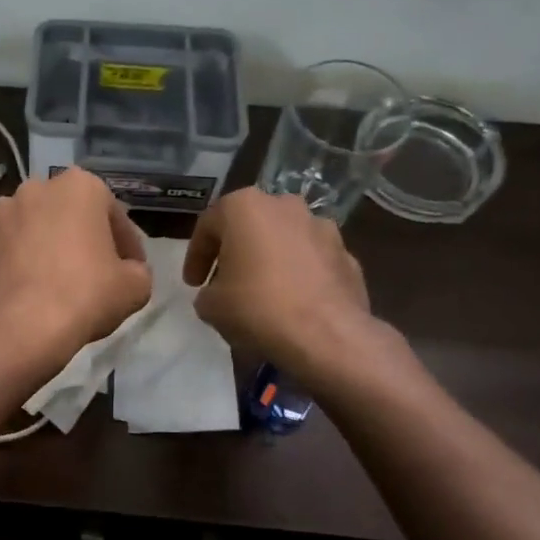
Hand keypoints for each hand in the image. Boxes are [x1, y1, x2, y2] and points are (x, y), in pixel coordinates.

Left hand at [0, 168, 151, 388]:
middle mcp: (33, 188)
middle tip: (88, 275)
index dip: (125, 244)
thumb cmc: (83, 297)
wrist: (16, 328)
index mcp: (79, 187)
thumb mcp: (134, 288)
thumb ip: (137, 271)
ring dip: (38, 248)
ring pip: (26, 228)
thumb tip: (127, 273)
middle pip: (65, 215)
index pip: (112, 214)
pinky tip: (16, 291)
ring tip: (47, 284)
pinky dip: (5, 265)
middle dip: (76, 238)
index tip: (129, 270)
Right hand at [184, 187, 385, 373]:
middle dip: (237, 251)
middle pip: (251, 225)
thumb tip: (217, 294)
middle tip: (226, 281)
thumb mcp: (211, 305)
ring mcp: (322, 227)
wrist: (325, 334)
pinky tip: (293, 303)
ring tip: (263, 292)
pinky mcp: (347, 254)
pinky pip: (312, 261)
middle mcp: (285, 205)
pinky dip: (300, 275)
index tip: (192, 284)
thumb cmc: (256, 307)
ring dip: (271, 260)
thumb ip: (208, 291)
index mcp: (245, 206)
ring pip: (285, 239)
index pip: (208, 225)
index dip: (196, 256)